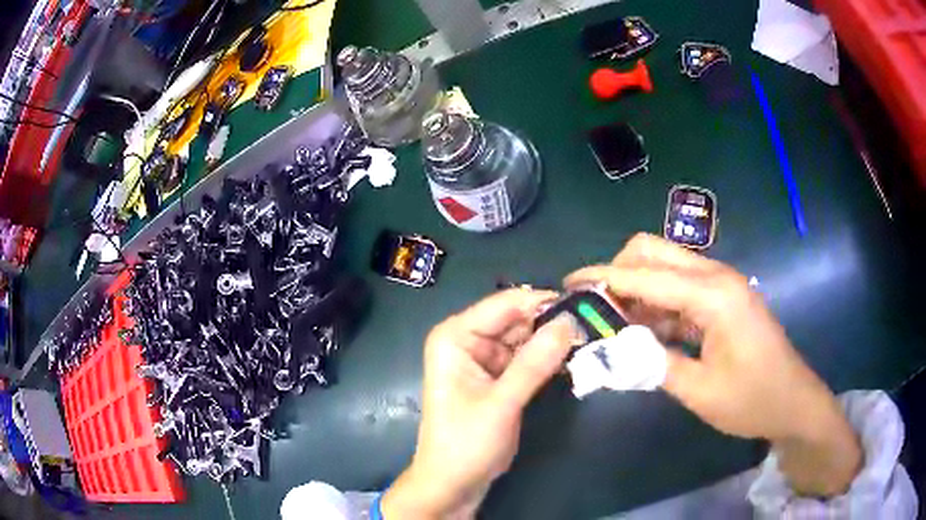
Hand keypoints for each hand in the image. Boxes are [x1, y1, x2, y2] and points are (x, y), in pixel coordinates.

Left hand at [382, 289, 577, 517]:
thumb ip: (534, 363)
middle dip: (552, 323)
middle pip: (516, 319)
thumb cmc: (466, 445)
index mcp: (455, 336)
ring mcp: (483, 360)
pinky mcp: (497, 378)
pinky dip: (546, 360)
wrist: (451, 485)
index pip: (505, 303)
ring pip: (525, 338)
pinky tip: (572, 359)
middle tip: (593, 326)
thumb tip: (570, 322)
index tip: (585, 306)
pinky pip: (526, 359)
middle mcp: (467, 340)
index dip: (544, 302)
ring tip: (589, 341)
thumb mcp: (501, 404)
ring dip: (553, 342)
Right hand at [566, 233, 862, 496]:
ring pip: (665, 266)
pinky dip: (656, 302)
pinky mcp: (722, 298)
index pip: (644, 276)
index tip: (567, 285)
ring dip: (636, 288)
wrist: (793, 401)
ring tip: (613, 322)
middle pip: (653, 251)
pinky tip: (645, 330)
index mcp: (713, 295)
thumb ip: (653, 364)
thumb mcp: (699, 390)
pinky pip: (680, 287)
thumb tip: (611, 349)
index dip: (602, 278)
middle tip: (595, 308)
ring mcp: (721, 285)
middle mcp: (716, 277)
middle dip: (617, 271)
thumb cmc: (751, 399)